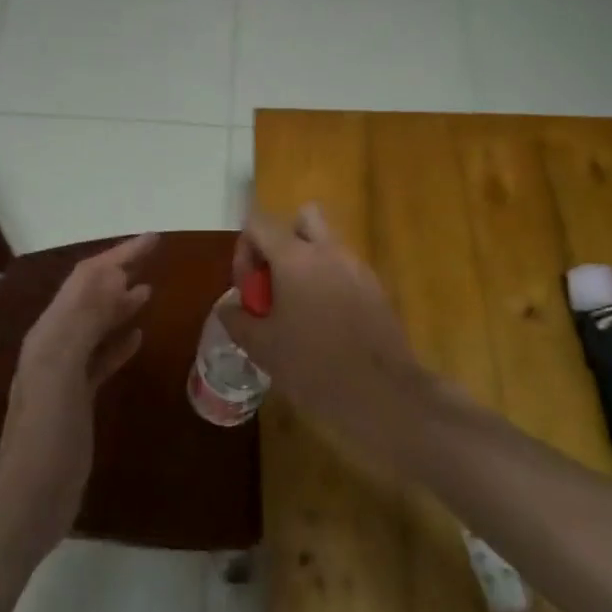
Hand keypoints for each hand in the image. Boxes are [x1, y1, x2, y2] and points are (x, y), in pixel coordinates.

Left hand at [0, 233, 157, 547]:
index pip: (86, 280)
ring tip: (149, 289)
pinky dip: (119, 340)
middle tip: (156, 255)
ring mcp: (65, 372)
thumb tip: (114, 277)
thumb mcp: (61, 373)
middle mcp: (55, 345)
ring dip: (119, 302)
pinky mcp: (78, 396)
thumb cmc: (47, 436)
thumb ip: (83, 323)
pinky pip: (101, 356)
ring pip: (96, 323)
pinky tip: (138, 338)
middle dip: (120, 270)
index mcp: (50, 334)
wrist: (31, 498)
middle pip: (90, 295)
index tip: (154, 239)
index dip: (118, 255)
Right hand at [218, 206, 425, 462]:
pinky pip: (346, 270)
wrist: (380, 393)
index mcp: (295, 257)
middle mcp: (329, 251)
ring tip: (298, 309)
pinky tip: (326, 324)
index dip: (245, 249)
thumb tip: (230, 306)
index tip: (249, 289)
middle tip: (275, 283)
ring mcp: (358, 267)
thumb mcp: (261, 346)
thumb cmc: (312, 366)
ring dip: (307, 263)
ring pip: (327, 244)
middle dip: (283, 242)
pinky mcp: (377, 288)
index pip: (259, 222)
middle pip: (302, 218)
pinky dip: (330, 283)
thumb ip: (237, 318)